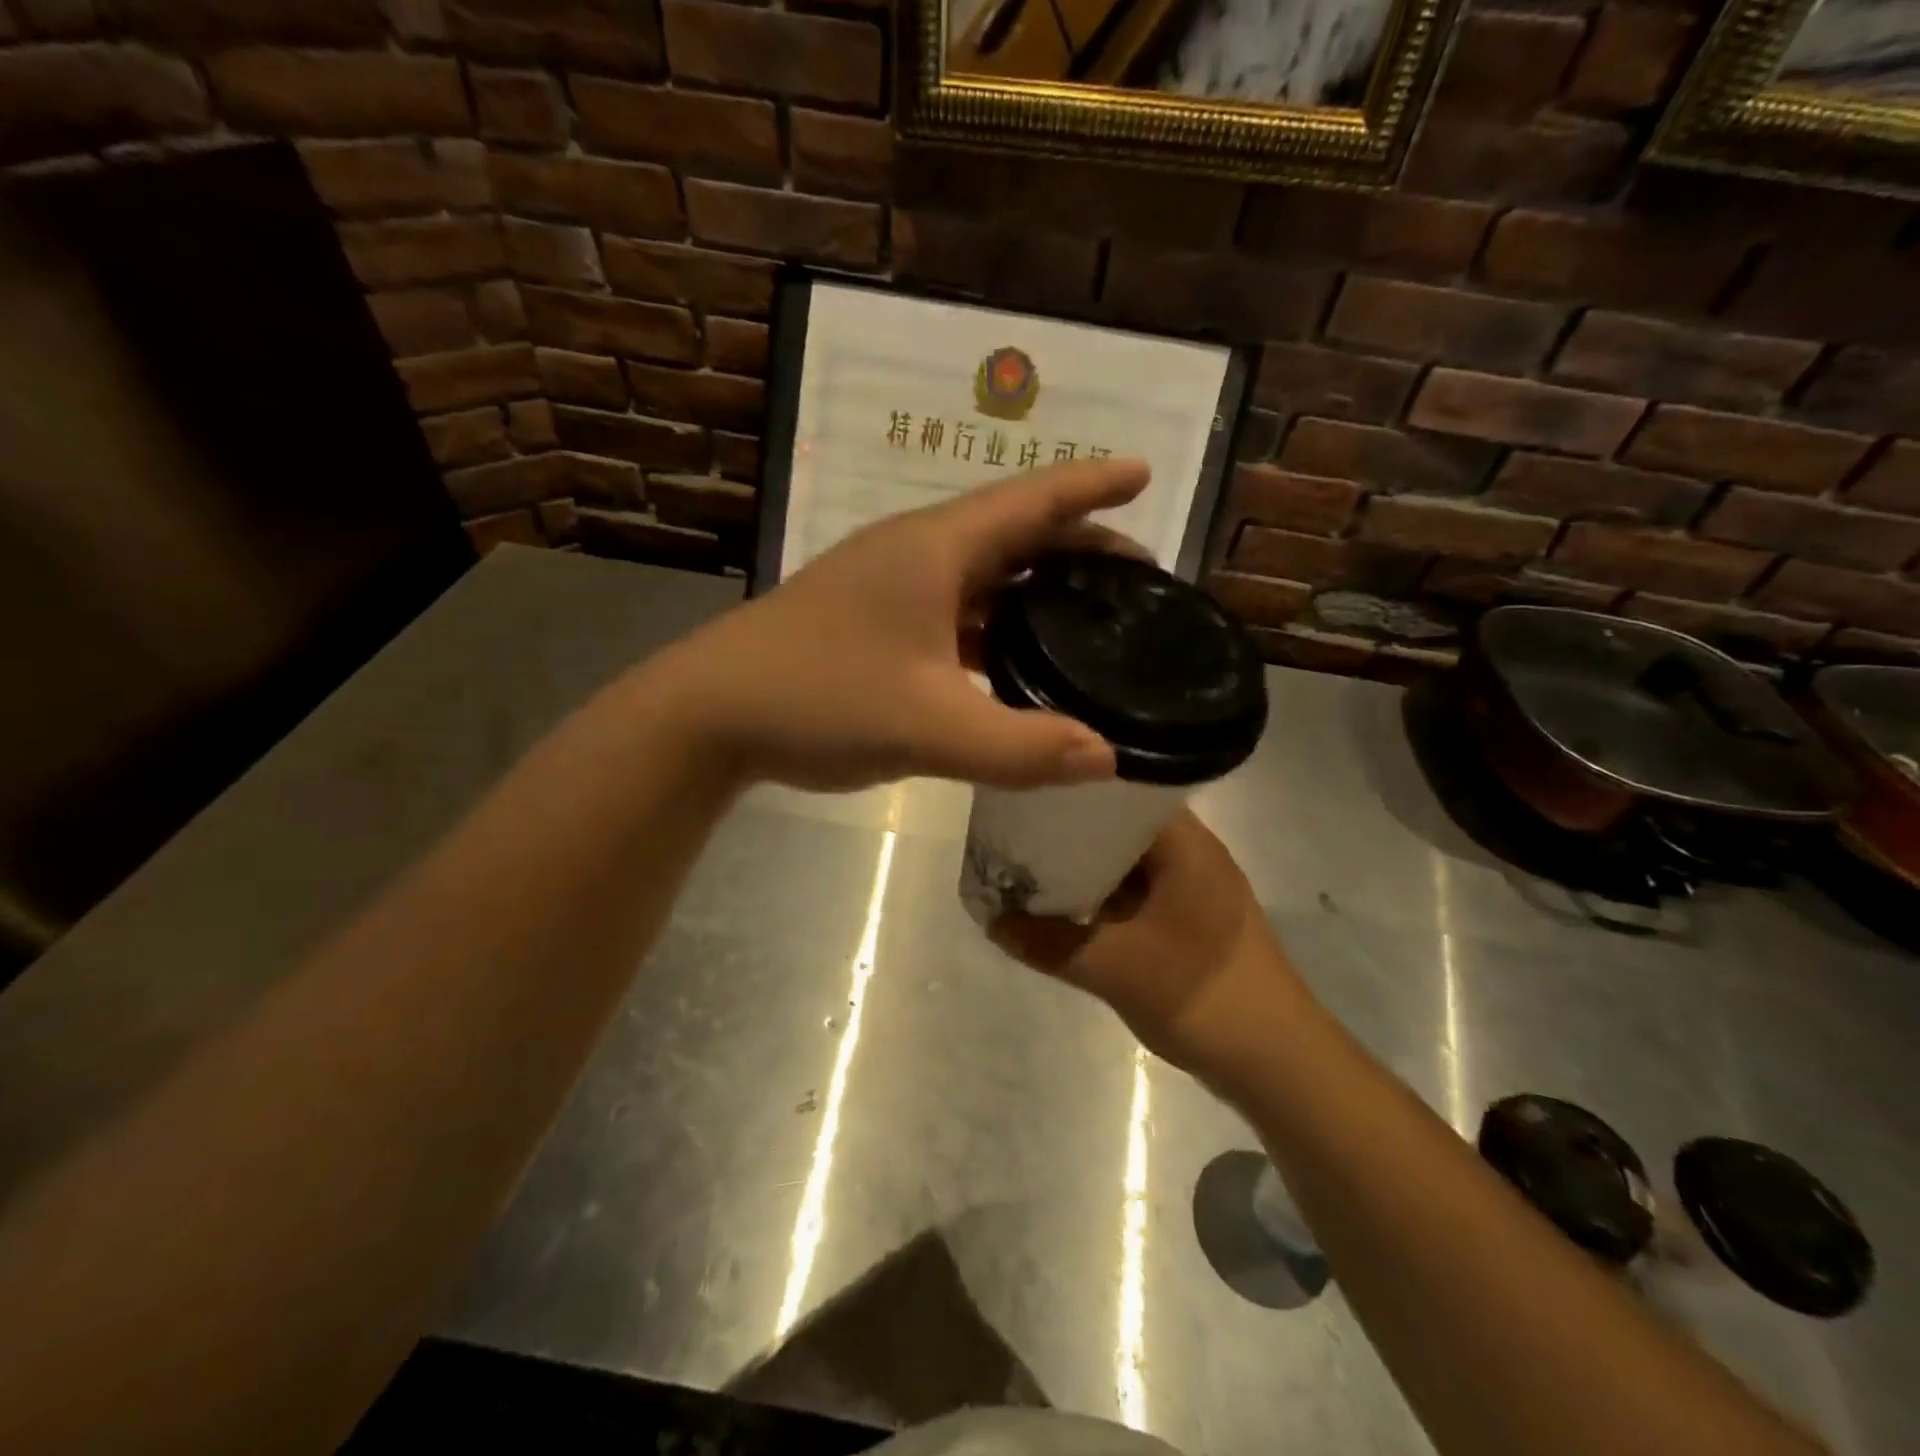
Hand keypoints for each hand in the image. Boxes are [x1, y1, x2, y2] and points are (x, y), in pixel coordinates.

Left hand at [653, 458, 1150, 792]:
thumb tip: (1107, 758)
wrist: (709, 714)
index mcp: (935, 550)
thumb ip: (1020, 746)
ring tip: (1089, 613)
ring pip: (981, 574)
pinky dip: (994, 624)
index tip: (1145, 472)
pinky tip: (1014, 658)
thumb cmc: (818, 699)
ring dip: (1035, 586)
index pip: (1033, 501)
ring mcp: (889, 588)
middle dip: (1078, 544)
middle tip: (1136, 572)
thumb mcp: (927, 727)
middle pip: (1013, 533)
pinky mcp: (872, 622)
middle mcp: (915, 554)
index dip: (1093, 485)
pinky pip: (952, 611)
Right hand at [993, 812, 1306, 1077]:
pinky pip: (1134, 895)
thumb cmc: (1204, 997)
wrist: (1277, 1065)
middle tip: (1012, 831)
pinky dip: (1101, 898)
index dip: (1072, 789)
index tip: (1025, 793)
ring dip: (1082, 869)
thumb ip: (1050, 942)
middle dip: (1068, 832)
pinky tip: (1062, 908)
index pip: (1122, 792)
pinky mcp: (1188, 923)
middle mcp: (1191, 856)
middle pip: (1119, 827)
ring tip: (1025, 866)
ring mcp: (1191, 891)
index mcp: (1185, 845)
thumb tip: (993, 921)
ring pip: (1125, 864)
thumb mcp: (1116, 968)